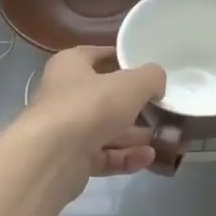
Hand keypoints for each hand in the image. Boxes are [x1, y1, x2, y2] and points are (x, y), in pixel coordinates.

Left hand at [17, 46, 166, 182]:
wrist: (52, 157)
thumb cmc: (90, 106)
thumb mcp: (132, 84)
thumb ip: (151, 78)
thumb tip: (157, 83)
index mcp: (70, 66)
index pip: (97, 55)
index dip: (122, 59)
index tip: (149, 69)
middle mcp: (64, 95)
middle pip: (105, 97)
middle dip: (136, 106)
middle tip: (162, 110)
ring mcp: (65, 130)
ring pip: (106, 129)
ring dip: (134, 135)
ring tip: (163, 139)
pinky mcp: (69, 160)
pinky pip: (102, 155)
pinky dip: (124, 156)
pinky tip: (148, 158)